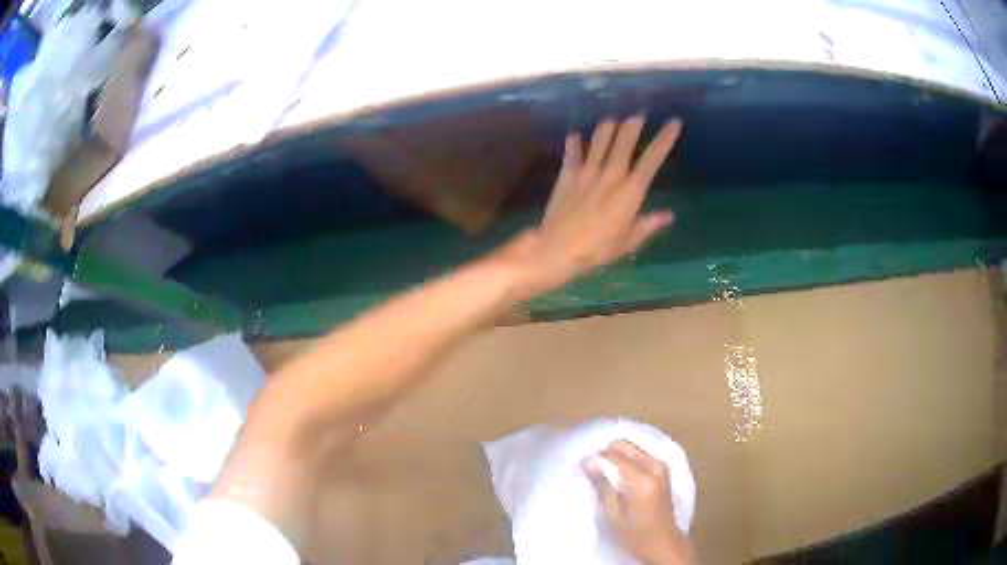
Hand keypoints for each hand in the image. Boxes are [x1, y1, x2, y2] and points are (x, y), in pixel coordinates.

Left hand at [497, 116, 681, 299]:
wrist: (559, 248)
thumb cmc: (598, 248)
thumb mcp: (629, 241)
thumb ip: (648, 224)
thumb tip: (669, 215)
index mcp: (631, 190)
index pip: (653, 158)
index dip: (665, 139)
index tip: (673, 123)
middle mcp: (611, 174)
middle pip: (625, 140)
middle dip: (633, 125)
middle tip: (638, 115)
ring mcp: (587, 171)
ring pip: (600, 140)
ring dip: (607, 128)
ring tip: (612, 120)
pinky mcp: (567, 175)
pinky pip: (572, 153)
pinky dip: (574, 143)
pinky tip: (575, 136)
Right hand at [584, 441, 693, 564]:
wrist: (663, 542)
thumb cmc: (635, 534)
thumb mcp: (613, 515)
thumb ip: (602, 485)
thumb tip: (587, 461)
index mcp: (641, 479)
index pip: (614, 455)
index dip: (596, 458)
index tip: (584, 466)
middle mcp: (654, 467)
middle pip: (626, 446)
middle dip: (608, 452)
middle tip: (594, 467)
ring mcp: (662, 466)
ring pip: (634, 448)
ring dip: (619, 454)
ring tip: (605, 471)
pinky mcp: (664, 470)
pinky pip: (642, 454)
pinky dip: (629, 458)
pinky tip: (620, 472)